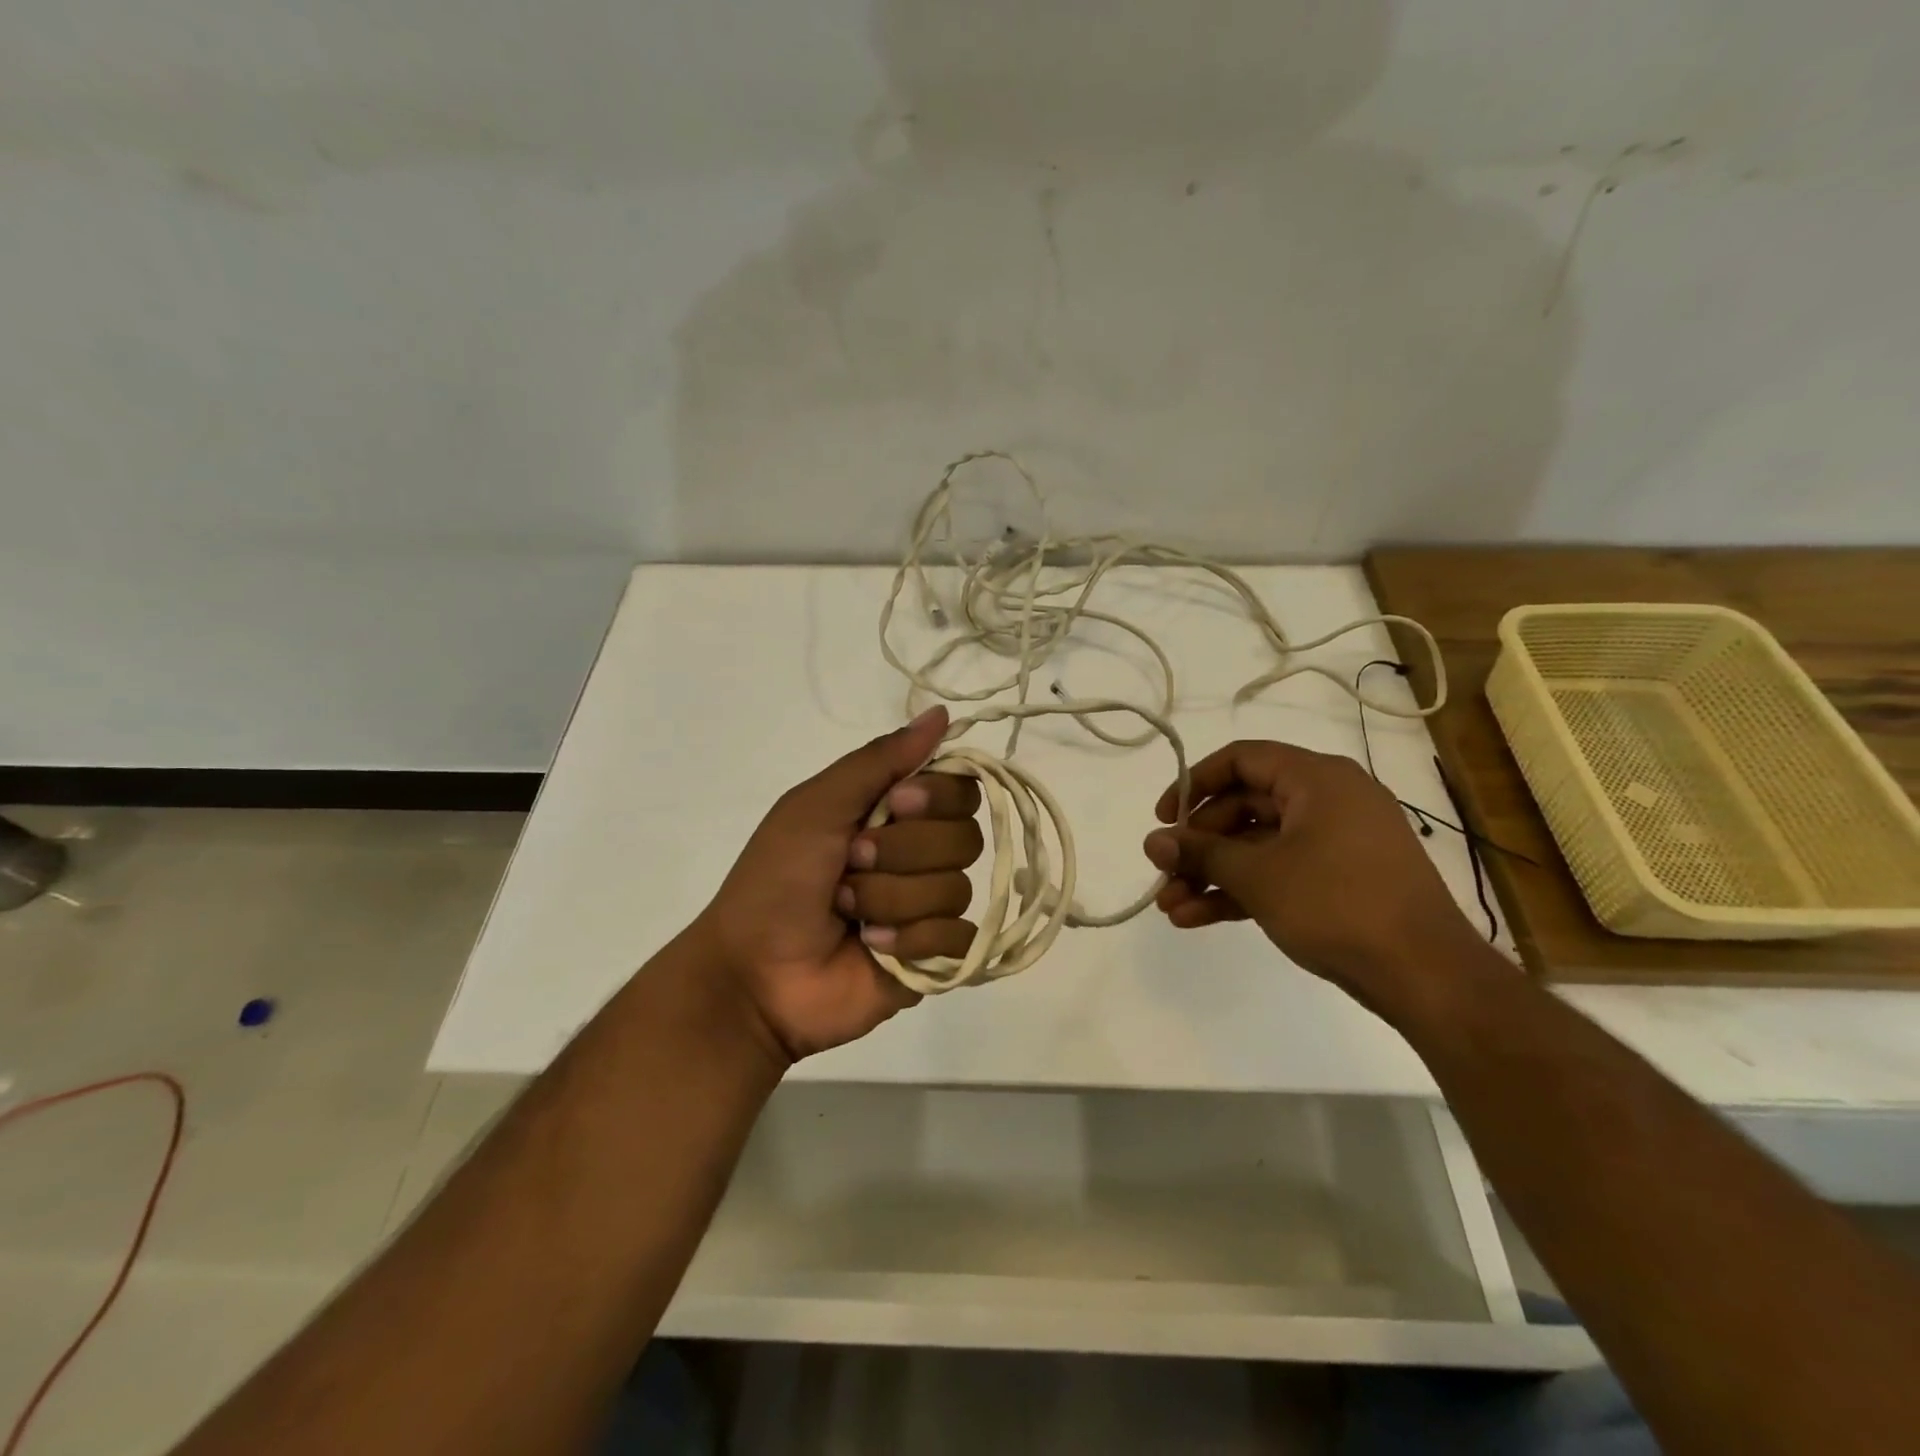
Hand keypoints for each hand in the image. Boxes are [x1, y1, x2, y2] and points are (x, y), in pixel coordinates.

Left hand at [694, 707, 981, 1060]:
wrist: (753, 972)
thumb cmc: (776, 879)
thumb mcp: (816, 806)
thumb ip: (879, 760)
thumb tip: (942, 713)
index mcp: (894, 813)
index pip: (961, 789)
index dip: (937, 797)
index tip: (895, 806)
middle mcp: (919, 854)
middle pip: (966, 837)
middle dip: (901, 853)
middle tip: (850, 864)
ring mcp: (928, 907)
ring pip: (957, 888)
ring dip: (891, 899)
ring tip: (847, 912)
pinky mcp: (933, 957)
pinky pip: (959, 938)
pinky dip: (910, 940)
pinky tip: (871, 946)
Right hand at [1142, 740, 1483, 997]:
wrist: (1427, 976)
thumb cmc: (1338, 904)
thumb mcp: (1258, 876)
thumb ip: (1200, 854)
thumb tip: (1152, 843)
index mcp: (1317, 779)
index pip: (1241, 760)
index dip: (1193, 784)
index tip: (1163, 819)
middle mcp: (1329, 800)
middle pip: (1244, 807)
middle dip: (1198, 845)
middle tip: (1163, 874)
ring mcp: (1337, 842)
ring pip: (1258, 847)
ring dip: (1213, 875)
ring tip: (1172, 908)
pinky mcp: (1342, 880)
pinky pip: (1281, 872)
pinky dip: (1243, 890)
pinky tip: (1199, 918)